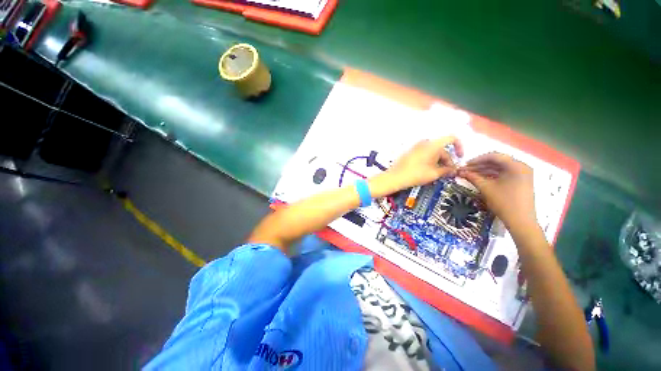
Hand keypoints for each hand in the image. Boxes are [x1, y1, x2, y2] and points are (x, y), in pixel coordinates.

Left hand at [386, 137, 462, 190]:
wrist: (395, 177)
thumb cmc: (416, 174)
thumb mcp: (435, 173)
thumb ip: (447, 170)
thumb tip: (454, 169)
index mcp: (433, 144)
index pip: (452, 138)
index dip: (459, 147)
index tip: (460, 157)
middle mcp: (425, 142)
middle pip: (442, 148)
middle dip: (447, 160)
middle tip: (448, 172)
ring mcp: (416, 146)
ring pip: (433, 152)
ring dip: (438, 161)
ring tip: (438, 173)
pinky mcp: (411, 152)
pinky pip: (424, 153)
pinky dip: (430, 160)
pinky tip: (429, 171)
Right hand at [458, 153, 536, 229]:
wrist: (520, 221)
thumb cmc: (504, 202)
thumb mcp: (486, 188)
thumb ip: (472, 177)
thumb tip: (460, 171)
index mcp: (516, 166)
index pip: (494, 156)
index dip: (477, 160)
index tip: (464, 165)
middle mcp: (521, 167)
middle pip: (497, 162)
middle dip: (479, 166)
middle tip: (465, 170)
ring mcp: (522, 175)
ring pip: (499, 168)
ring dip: (484, 171)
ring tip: (470, 175)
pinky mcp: (520, 182)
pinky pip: (504, 174)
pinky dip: (491, 176)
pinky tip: (480, 179)